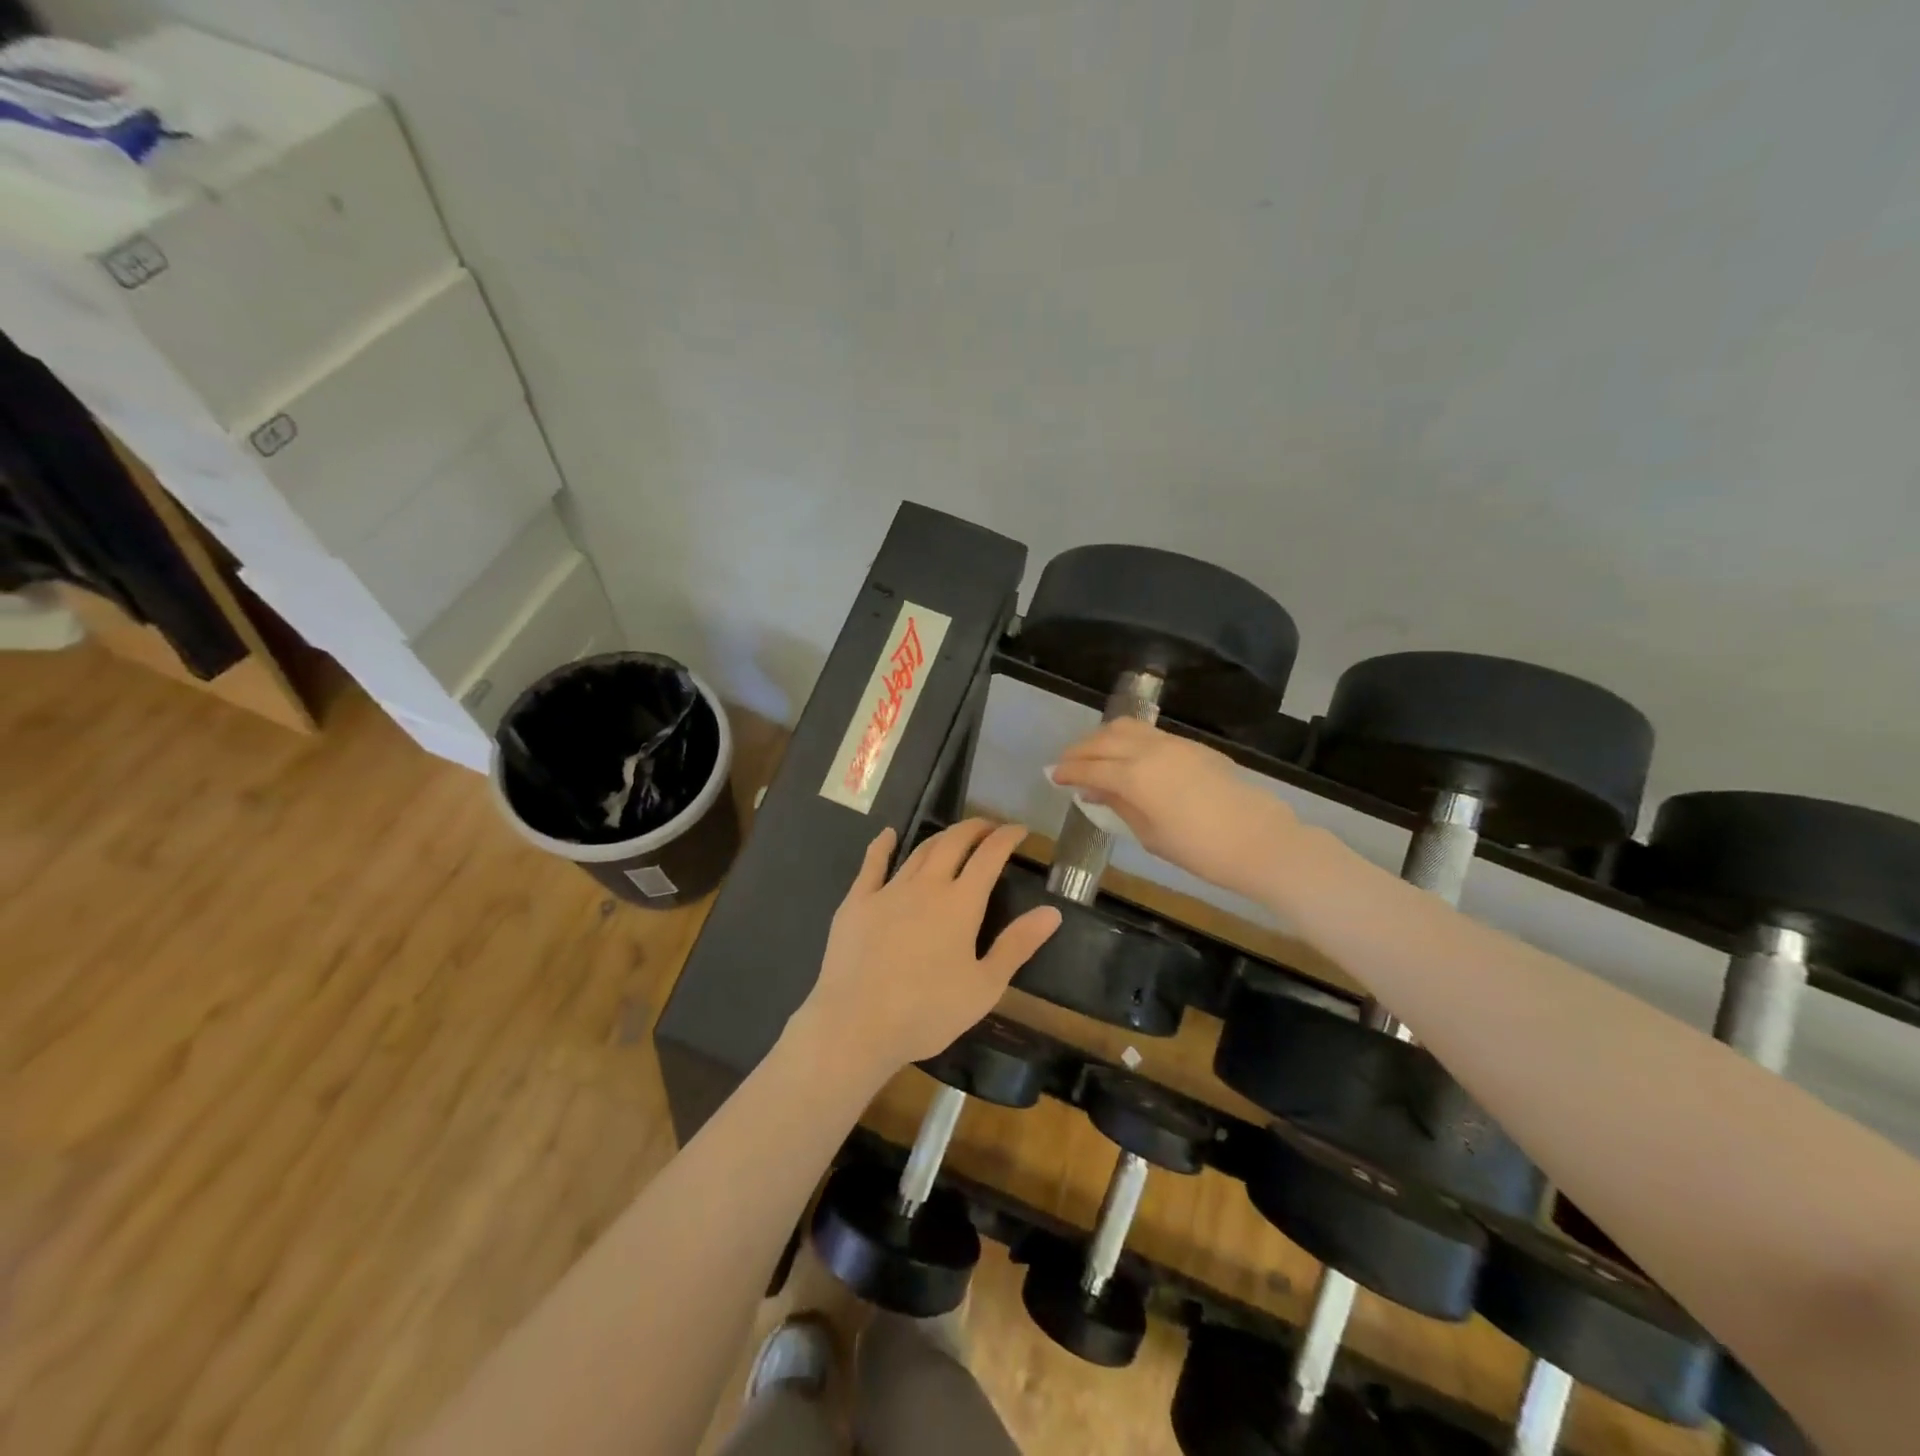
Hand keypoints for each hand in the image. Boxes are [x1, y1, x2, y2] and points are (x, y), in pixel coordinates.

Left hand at [795, 819, 1061, 1075]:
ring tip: (954, 835)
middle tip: (989, 827)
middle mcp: (926, 886)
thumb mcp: (984, 986)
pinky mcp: (857, 902)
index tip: (1019, 830)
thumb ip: (1017, 945)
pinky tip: (887, 835)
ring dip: (940, 837)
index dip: (1007, 838)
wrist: (856, 1025)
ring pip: (919, 851)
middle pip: (953, 843)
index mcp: (961, 903)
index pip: (990, 856)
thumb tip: (1052, 912)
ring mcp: (888, 891)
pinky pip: (871, 865)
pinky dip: (882, 845)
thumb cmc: (927, 1012)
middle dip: (975, 828)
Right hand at [1049, 719, 1299, 900]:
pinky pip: (1149, 733)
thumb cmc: (1199, 849)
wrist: (1258, 839)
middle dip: (1079, 750)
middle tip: (1065, 764)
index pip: (1089, 768)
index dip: (1067, 771)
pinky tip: (1125, 754)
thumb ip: (1118, 806)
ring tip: (1092, 754)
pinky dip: (1127, 738)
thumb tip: (1092, 791)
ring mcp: (1172, 744)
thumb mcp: (1150, 834)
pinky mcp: (1191, 745)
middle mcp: (1149, 751)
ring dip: (1102, 738)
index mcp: (1134, 777)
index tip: (1051, 776)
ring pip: (1126, 728)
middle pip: (1103, 740)